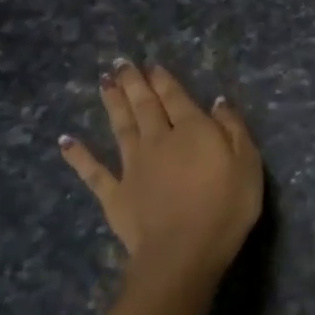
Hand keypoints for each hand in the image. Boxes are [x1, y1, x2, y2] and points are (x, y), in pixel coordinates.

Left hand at [59, 60, 263, 292]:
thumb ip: (233, 129)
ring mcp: (132, 166)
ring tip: (103, 83)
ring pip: (120, 127)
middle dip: (133, 83)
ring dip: (112, 104)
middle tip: (120, 63)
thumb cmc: (227, 206)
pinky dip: (78, 155)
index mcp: (192, 130)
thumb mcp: (248, 163)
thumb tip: (217, 101)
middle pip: (144, 106)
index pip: (176, 97)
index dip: (164, 80)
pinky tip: (66, 141)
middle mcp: (158, 140)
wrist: (183, 251)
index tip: (152, 65)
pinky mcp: (115, 194)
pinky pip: (93, 171)